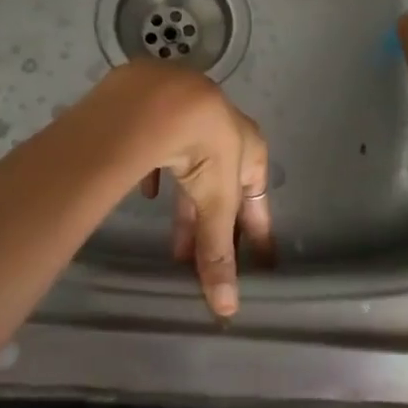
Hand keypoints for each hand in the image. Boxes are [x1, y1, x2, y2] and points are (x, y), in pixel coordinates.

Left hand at [94, 62, 271, 318]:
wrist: (162, 98)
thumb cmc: (205, 148)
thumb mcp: (215, 202)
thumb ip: (217, 251)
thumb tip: (227, 309)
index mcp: (250, 148)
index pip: (257, 199)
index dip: (256, 231)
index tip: (259, 260)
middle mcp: (225, 129)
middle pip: (222, 186)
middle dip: (213, 226)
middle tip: (201, 261)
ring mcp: (191, 116)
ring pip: (192, 168)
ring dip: (186, 205)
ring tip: (174, 242)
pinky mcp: (159, 111)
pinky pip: (161, 148)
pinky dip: (158, 174)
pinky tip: (148, 190)